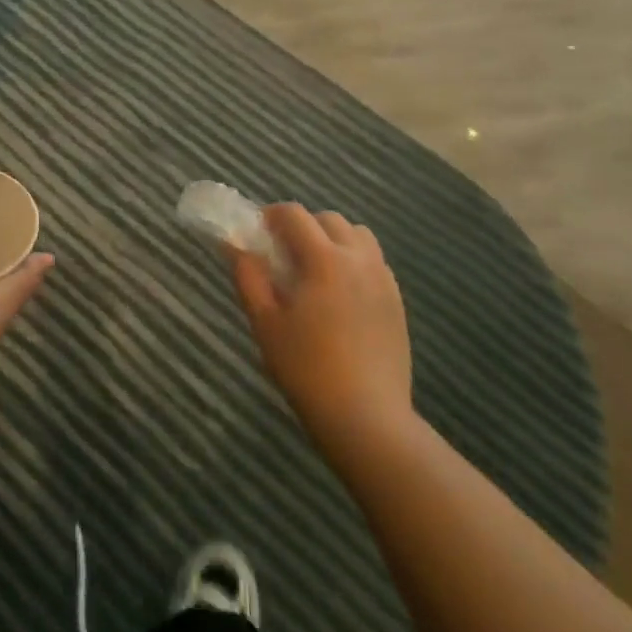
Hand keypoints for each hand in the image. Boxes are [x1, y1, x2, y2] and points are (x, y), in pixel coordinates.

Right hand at [232, 204, 412, 446]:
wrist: (366, 417)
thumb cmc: (306, 369)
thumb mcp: (265, 322)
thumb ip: (249, 277)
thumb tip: (234, 245)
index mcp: (324, 259)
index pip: (295, 215)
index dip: (271, 215)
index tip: (257, 232)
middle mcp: (359, 259)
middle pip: (329, 220)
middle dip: (303, 226)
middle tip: (283, 255)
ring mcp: (383, 280)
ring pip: (358, 237)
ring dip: (333, 240)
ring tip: (315, 271)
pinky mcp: (397, 301)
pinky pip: (374, 263)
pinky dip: (354, 262)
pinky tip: (339, 295)